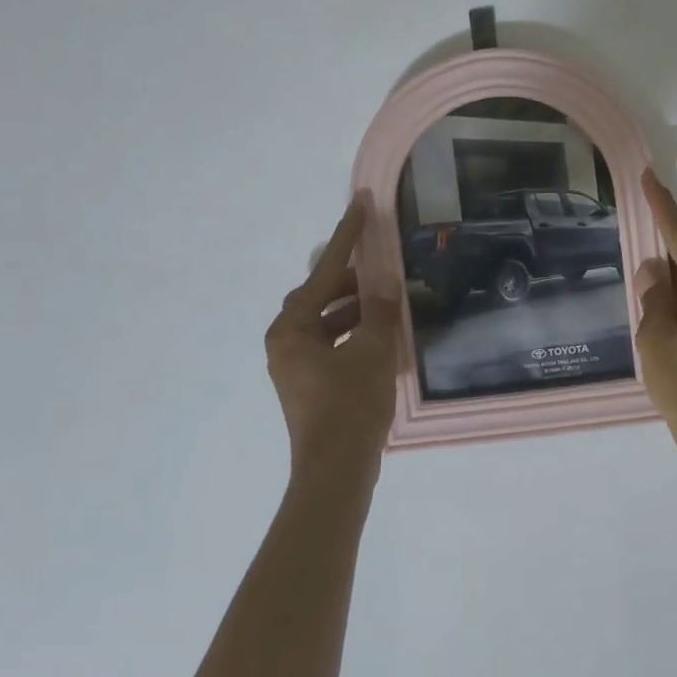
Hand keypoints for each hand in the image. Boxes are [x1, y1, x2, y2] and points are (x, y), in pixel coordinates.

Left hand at [265, 199, 398, 492]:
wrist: (336, 471)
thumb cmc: (350, 406)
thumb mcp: (373, 351)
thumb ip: (378, 311)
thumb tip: (383, 283)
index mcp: (292, 329)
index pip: (325, 273)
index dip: (347, 237)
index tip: (361, 205)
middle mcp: (286, 342)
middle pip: (321, 296)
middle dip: (353, 280)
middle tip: (383, 267)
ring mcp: (296, 365)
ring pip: (328, 321)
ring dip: (357, 310)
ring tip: (390, 302)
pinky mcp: (310, 384)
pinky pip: (333, 343)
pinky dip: (356, 334)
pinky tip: (383, 336)